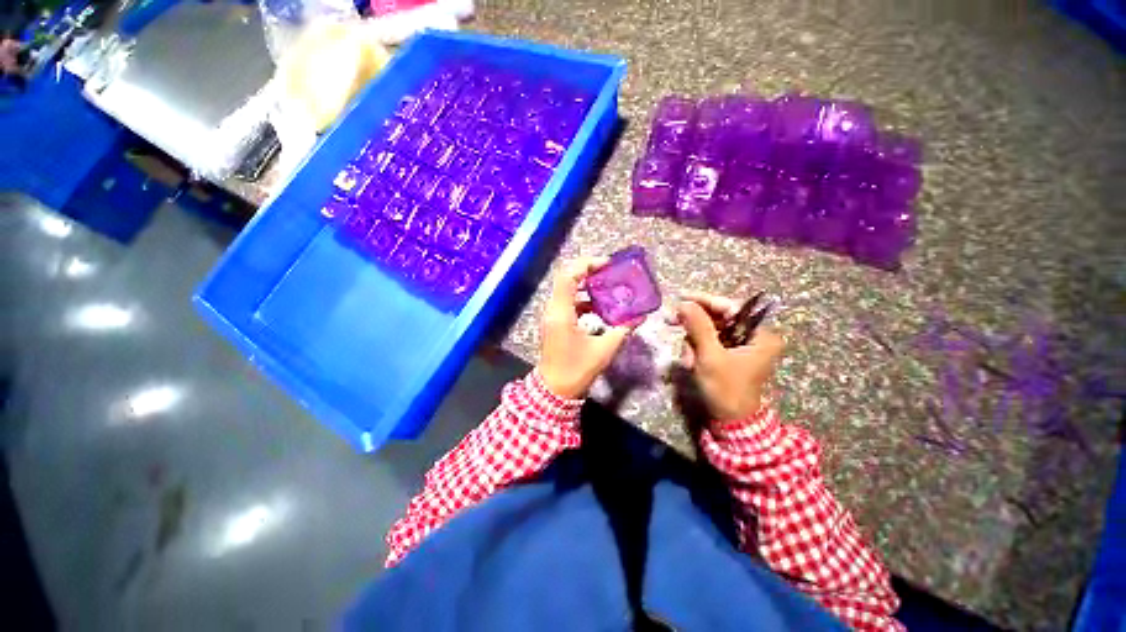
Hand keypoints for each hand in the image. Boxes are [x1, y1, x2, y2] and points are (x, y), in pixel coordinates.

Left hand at [537, 257, 636, 398]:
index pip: (568, 277)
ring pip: (567, 290)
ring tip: (607, 286)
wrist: (554, 390)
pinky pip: (568, 303)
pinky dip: (583, 300)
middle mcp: (553, 310)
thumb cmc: (576, 370)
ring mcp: (552, 316)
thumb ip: (622, 331)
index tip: (606, 264)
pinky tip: (600, 308)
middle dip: (587, 271)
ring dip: (586, 286)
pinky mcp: (555, 323)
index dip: (586, 265)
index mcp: (561, 313)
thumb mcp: (603, 350)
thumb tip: (639, 317)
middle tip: (609, 272)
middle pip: (566, 279)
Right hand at [677, 292, 784, 421]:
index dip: (704, 301)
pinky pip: (708, 342)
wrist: (730, 420)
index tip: (681, 297)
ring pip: (708, 331)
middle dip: (694, 326)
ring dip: (692, 343)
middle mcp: (753, 336)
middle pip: (717, 318)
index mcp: (760, 334)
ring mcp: (740, 346)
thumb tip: (684, 302)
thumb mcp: (710, 356)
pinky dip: (696, 350)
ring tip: (687, 360)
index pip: (729, 307)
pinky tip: (690, 363)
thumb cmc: (726, 388)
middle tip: (671, 322)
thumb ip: (698, 327)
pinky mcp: (729, 354)